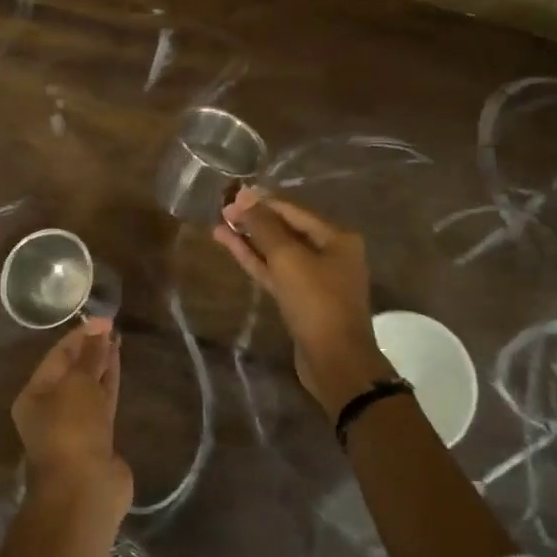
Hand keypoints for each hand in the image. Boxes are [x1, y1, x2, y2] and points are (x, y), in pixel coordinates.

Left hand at [11, 319, 129, 498]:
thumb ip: (90, 356)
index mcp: (34, 395)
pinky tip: (120, 368)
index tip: (105, 319)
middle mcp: (51, 409)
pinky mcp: (98, 439)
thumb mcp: (79, 385)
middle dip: (91, 349)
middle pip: (72, 371)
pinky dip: (110, 385)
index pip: (58, 356)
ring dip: (102, 365)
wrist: (85, 490)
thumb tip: (99, 329)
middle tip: (112, 327)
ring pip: (89, 387)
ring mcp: (75, 426)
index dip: (81, 335)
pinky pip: (104, 404)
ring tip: (118, 340)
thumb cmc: (71, 430)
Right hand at [214, 189, 393, 415]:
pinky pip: (275, 273)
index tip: (232, 195)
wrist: (335, 361)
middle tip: (222, 210)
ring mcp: (315, 279)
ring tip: (219, 226)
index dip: (262, 202)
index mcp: (337, 238)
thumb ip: (264, 226)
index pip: (294, 211)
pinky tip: (232, 248)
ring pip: (278, 253)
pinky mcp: (300, 300)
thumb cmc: (316, 302)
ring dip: (250, 241)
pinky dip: (255, 261)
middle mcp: (330, 254)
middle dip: (255, 220)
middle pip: (286, 230)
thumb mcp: (288, 259)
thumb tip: (243, 196)